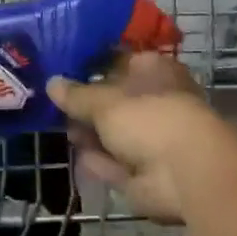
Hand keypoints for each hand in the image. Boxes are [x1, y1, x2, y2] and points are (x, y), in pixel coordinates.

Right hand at [48, 53, 220, 223]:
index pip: (120, 62)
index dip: (92, 67)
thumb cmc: (149, 118)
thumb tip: (51, 83)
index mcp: (154, 72)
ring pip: (114, 134)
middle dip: (87, 107)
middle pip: (115, 101)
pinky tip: (81, 158)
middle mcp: (157, 101)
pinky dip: (101, 162)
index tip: (64, 73)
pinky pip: (117, 162)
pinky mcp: (148, 172)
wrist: (185, 173)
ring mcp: (154, 139)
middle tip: (58, 108)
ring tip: (66, 132)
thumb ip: (75, 95)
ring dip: (92, 135)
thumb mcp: (103, 101)